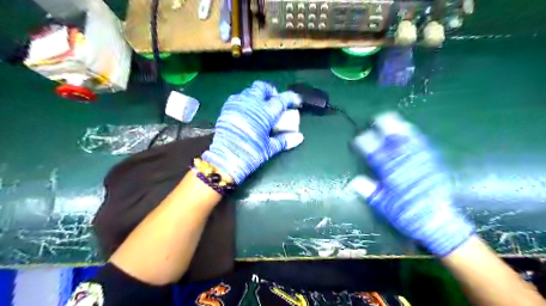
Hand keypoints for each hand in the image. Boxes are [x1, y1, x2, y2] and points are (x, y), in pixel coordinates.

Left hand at [201, 80, 302, 183]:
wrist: (225, 159)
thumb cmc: (250, 154)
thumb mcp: (269, 148)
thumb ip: (284, 140)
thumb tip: (299, 137)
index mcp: (265, 113)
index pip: (281, 100)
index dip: (290, 98)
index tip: (296, 101)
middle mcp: (251, 104)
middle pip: (262, 88)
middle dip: (271, 91)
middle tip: (275, 100)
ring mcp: (238, 104)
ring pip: (249, 91)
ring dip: (257, 95)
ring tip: (261, 106)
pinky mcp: (227, 109)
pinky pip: (238, 97)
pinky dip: (245, 100)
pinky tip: (247, 110)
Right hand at [350, 112, 474, 254]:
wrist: (438, 221)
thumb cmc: (407, 214)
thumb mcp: (383, 206)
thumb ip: (369, 191)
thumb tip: (353, 181)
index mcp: (390, 173)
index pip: (374, 153)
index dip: (365, 143)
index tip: (358, 139)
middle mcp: (405, 164)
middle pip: (393, 140)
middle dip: (384, 127)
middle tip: (376, 119)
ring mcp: (420, 161)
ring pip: (409, 139)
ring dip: (399, 127)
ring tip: (392, 118)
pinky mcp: (433, 163)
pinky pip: (423, 144)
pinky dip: (415, 135)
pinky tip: (411, 130)